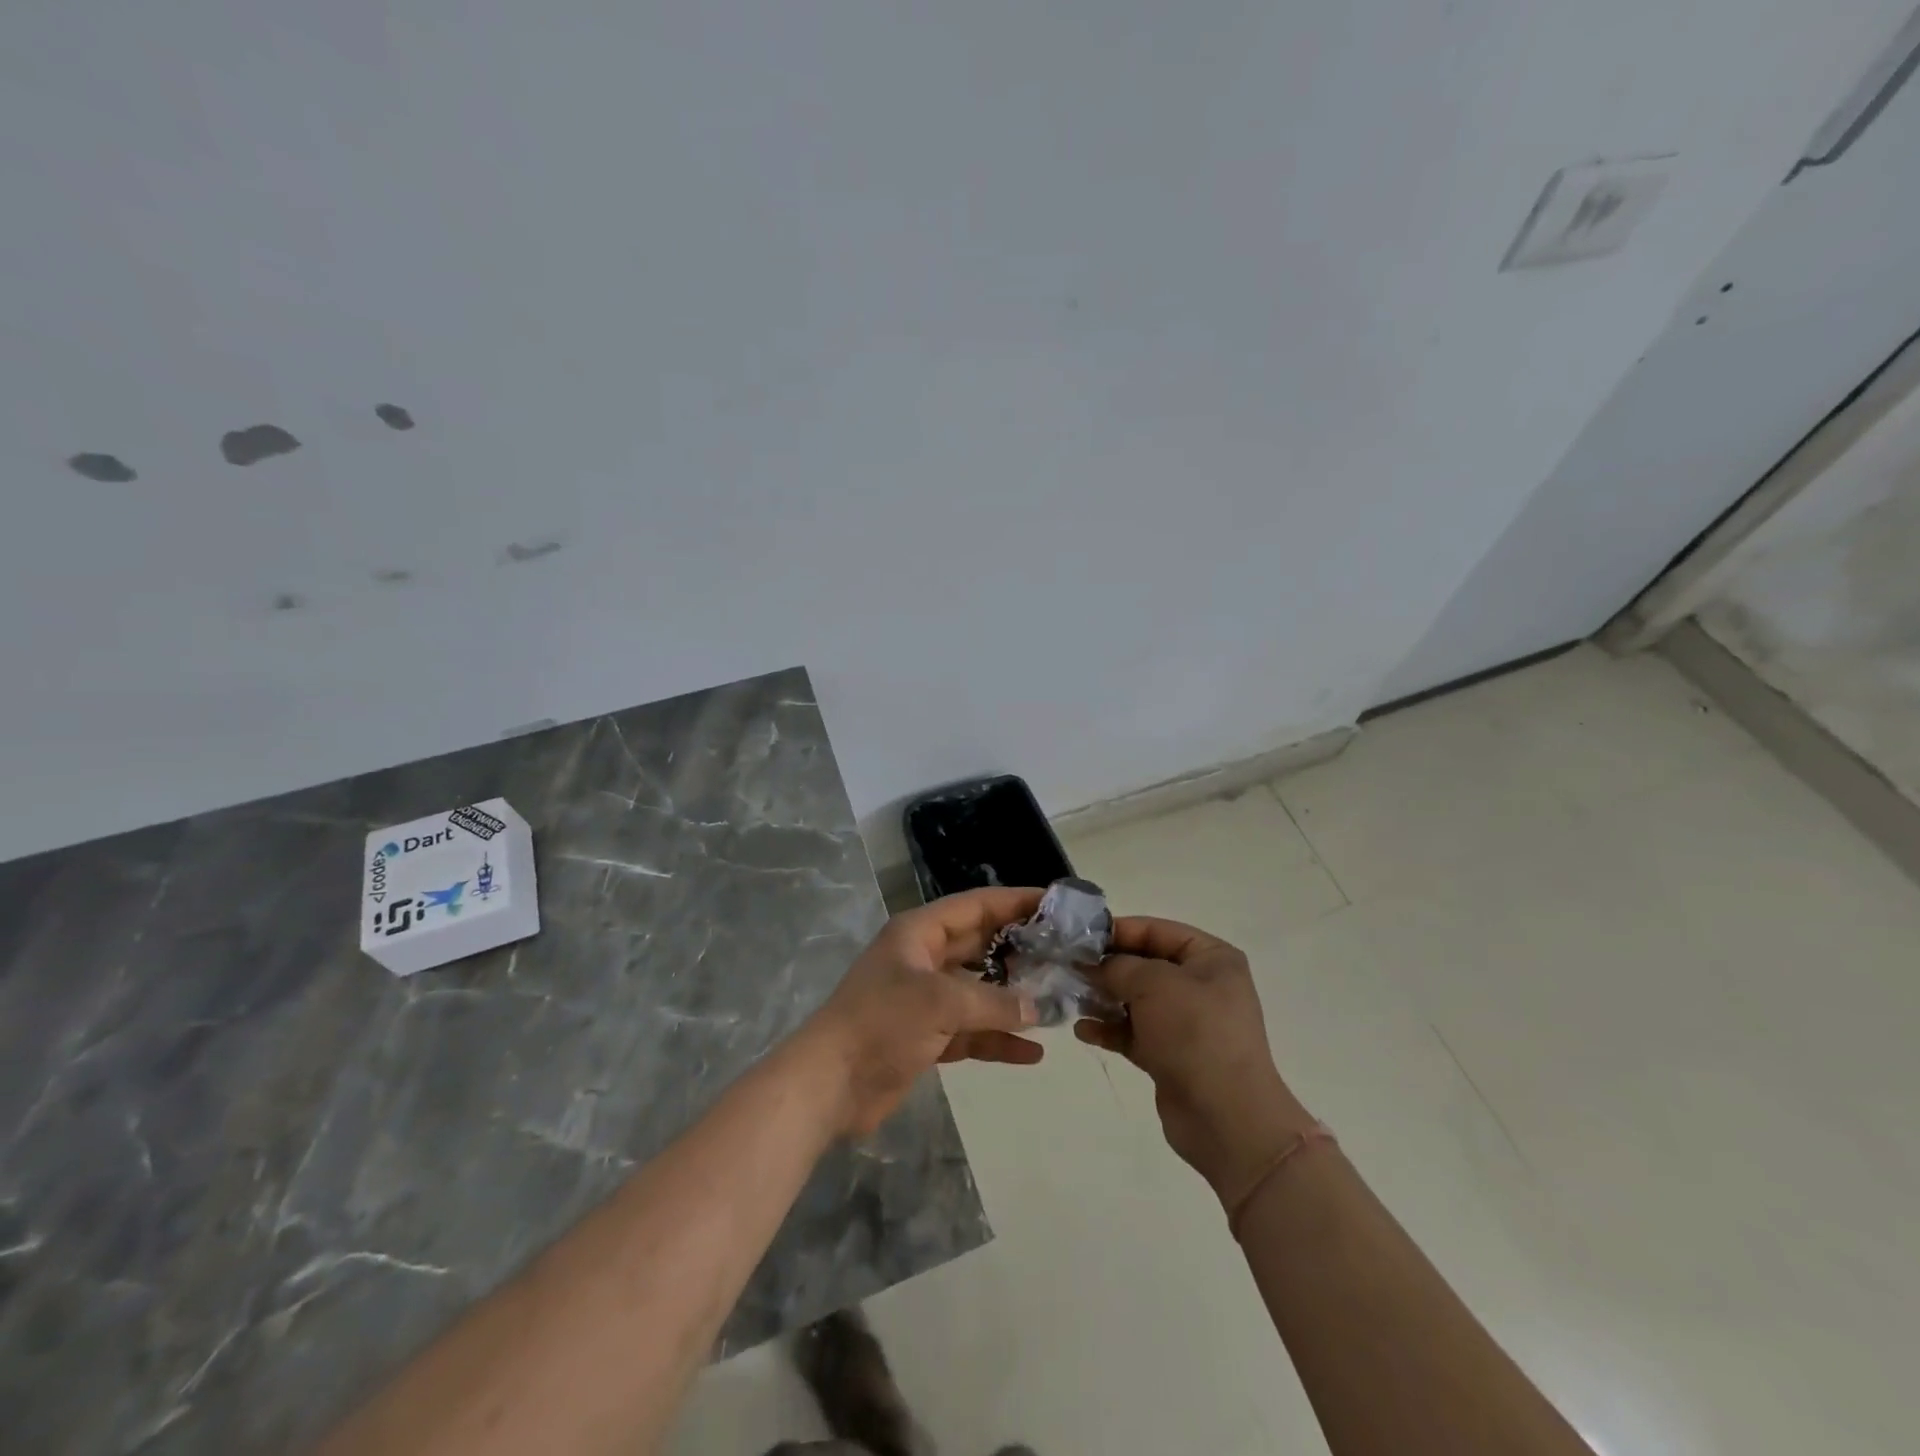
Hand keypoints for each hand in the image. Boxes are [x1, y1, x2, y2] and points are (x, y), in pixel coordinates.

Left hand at [806, 887, 1044, 1136]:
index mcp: (919, 933)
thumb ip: (992, 1001)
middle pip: (980, 946)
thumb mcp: (940, 1002)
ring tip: (1057, 1003)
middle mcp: (923, 960)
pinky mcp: (926, 1037)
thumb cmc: (881, 1024)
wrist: (829, 1085)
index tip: (1056, 903)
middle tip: (1065, 954)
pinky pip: (970, 1031)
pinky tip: (1031, 1052)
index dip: (1015, 902)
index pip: (975, 906)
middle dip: (1020, 950)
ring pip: (978, 991)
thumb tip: (1036, 1008)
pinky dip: (996, 1039)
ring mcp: (924, 1000)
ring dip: (1012, 999)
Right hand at [1075, 916, 1317, 1208]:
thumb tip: (1092, 964)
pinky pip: (1134, 1032)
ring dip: (1103, 998)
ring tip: (1071, 998)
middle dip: (1106, 967)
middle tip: (1068, 968)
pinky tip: (1083, 1030)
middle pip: (1144, 965)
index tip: (1080, 937)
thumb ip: (1118, 966)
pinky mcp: (1171, 1055)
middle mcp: (1202, 986)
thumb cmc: (1194, 1033)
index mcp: (1211, 958)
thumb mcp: (1153, 984)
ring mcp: (1186, 1023)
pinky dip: (1110, 1029)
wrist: (1226, 1118)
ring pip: (1136, 1000)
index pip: (1158, 931)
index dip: (1119, 930)